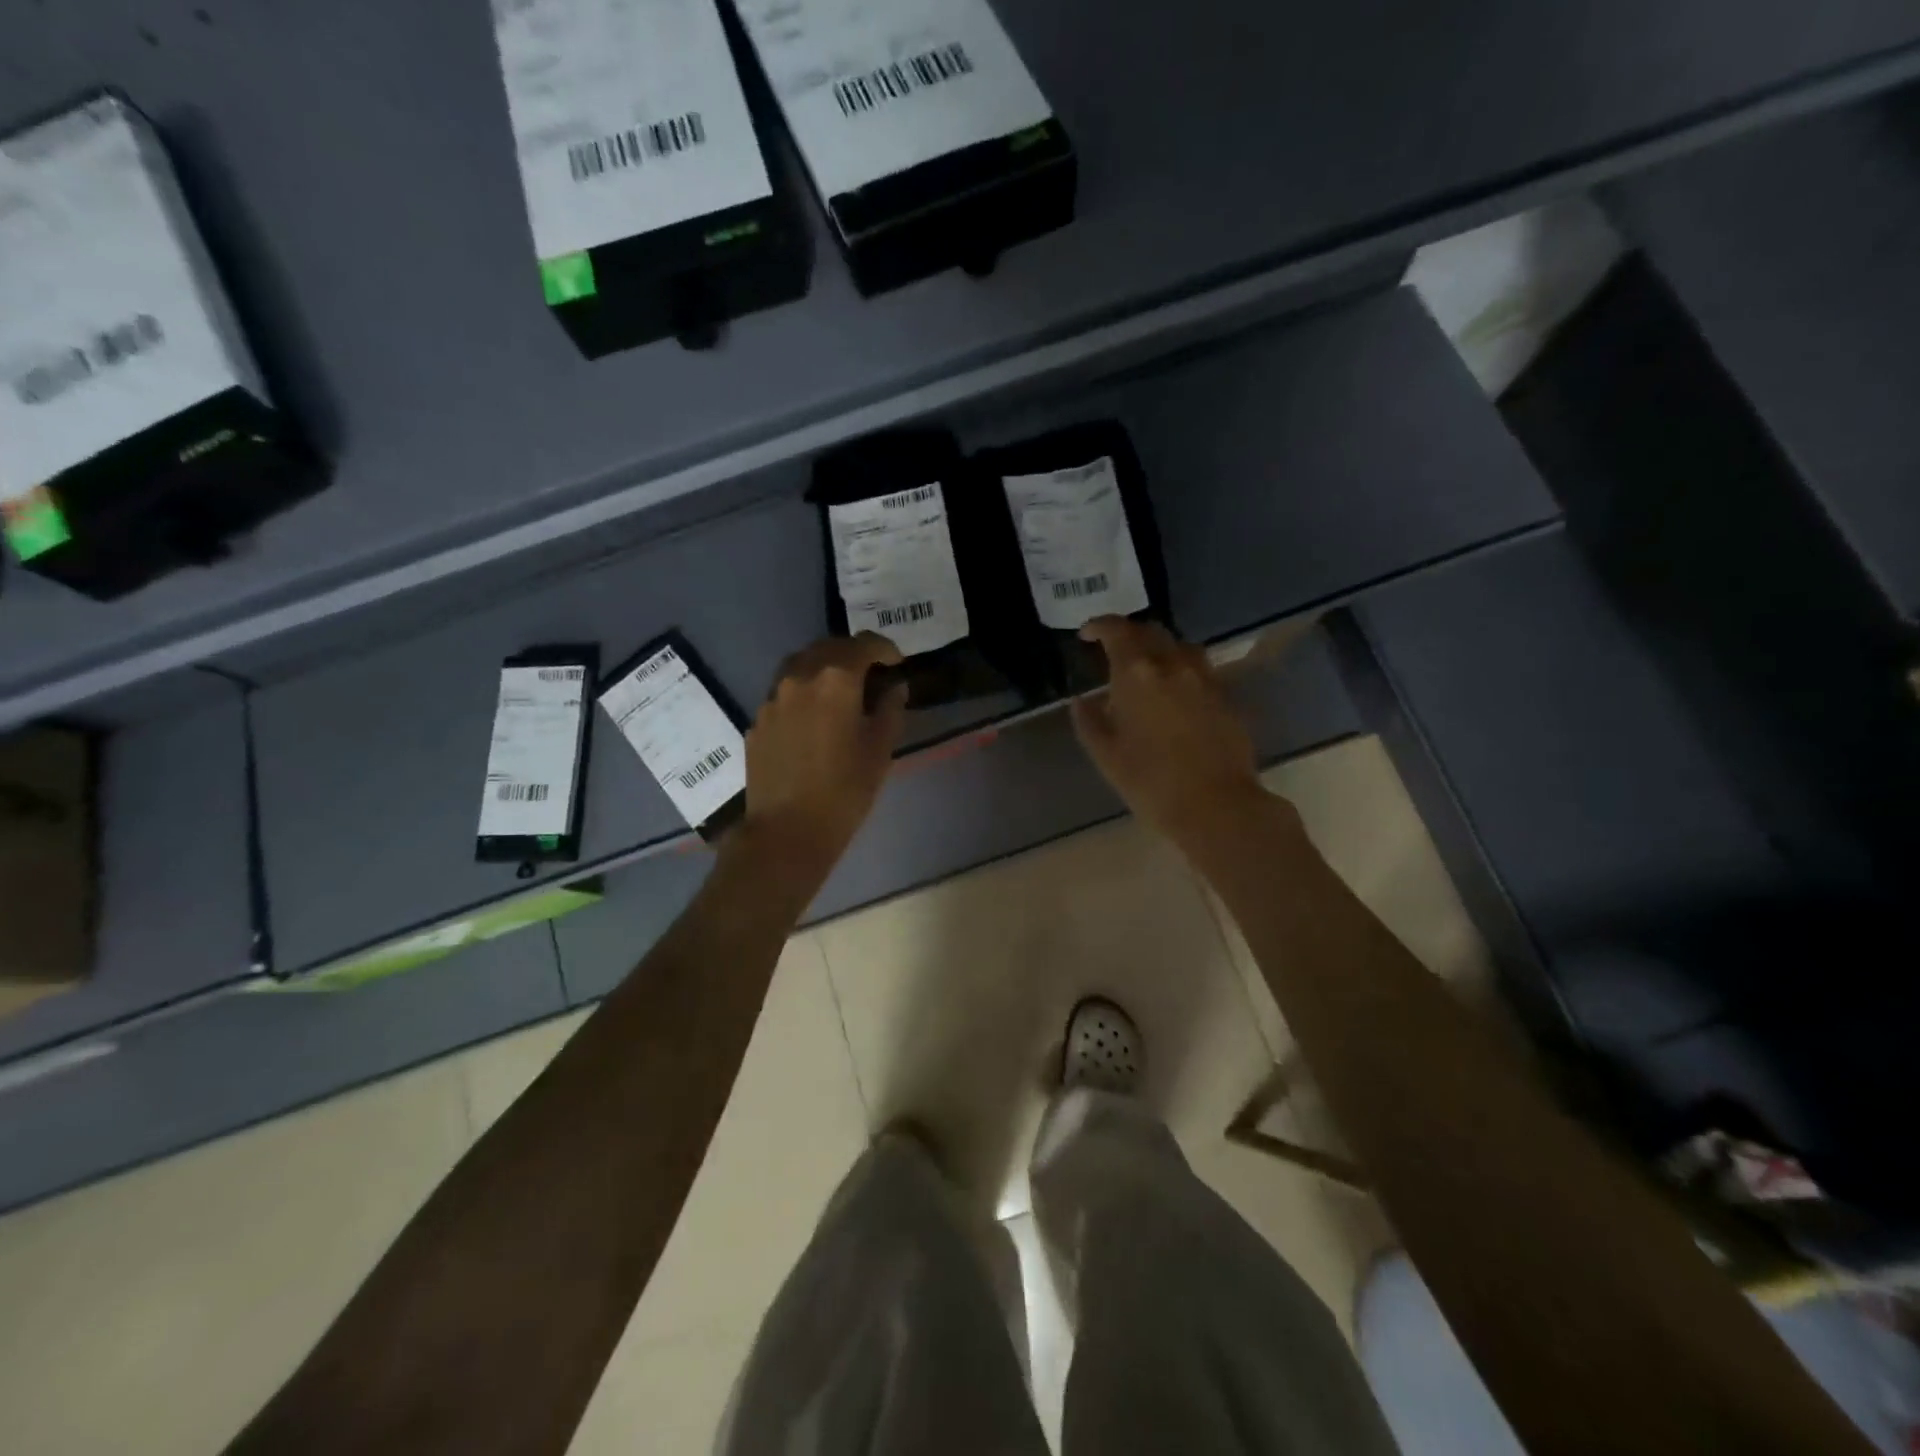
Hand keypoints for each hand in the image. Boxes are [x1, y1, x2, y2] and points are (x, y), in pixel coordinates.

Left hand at [740, 633, 906, 876]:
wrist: (786, 832)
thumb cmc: (844, 791)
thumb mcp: (880, 750)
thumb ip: (890, 709)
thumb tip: (895, 687)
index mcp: (835, 679)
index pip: (865, 645)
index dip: (886, 649)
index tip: (898, 664)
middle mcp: (799, 677)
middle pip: (829, 648)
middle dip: (854, 654)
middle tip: (872, 673)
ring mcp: (772, 698)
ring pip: (801, 665)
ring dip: (824, 668)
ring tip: (841, 690)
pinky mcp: (758, 720)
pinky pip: (784, 693)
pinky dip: (803, 693)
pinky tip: (814, 718)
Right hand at [1070, 617, 1265, 848]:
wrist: (1217, 806)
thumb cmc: (1151, 782)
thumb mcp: (1106, 755)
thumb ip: (1090, 721)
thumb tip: (1082, 701)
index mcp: (1137, 674)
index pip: (1116, 631)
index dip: (1099, 626)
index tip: (1086, 635)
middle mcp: (1173, 665)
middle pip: (1151, 631)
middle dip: (1129, 634)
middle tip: (1113, 650)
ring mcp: (1205, 679)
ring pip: (1180, 646)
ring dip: (1159, 648)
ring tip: (1147, 669)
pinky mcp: (1226, 697)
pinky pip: (1199, 669)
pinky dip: (1181, 669)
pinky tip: (1174, 693)